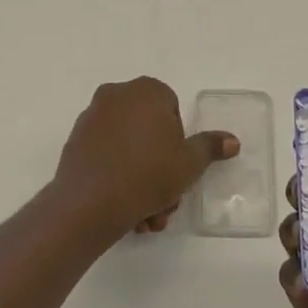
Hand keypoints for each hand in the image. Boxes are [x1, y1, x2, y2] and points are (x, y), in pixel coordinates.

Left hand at [47, 77, 238, 239]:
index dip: (178, 142)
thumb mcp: (189, 163)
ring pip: (128, 149)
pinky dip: (118, 178)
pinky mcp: (75, 142)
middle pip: (149, 132)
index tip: (178, 167)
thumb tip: (232, 140)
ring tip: (147, 216)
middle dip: (160, 169)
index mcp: (146, 91)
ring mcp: (92, 117)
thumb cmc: (148, 174)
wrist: (89, 203)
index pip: (172, 110)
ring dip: (142, 181)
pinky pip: (106, 156)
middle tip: (165, 201)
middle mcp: (116, 95)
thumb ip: (210, 147)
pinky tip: (126, 210)